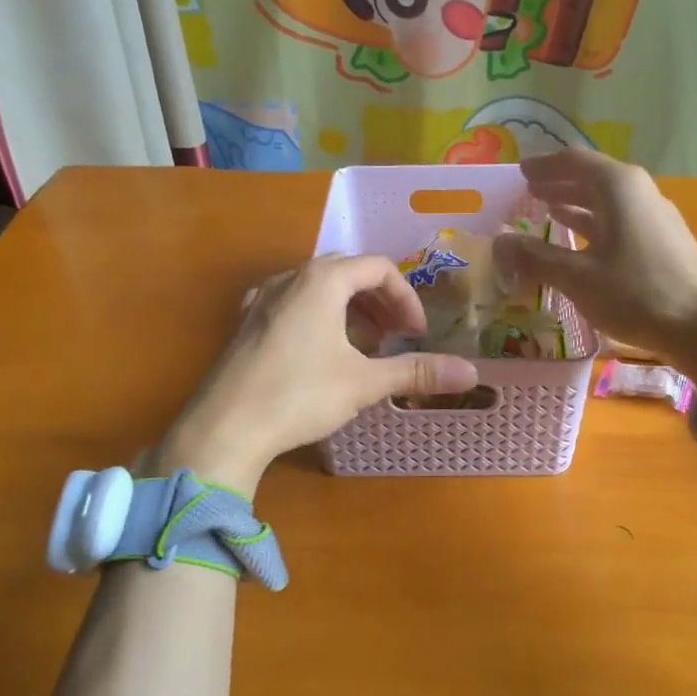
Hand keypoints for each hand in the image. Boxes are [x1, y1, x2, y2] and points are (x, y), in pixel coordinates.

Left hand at [149, 257, 479, 494]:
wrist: (224, 427)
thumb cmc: (300, 395)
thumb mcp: (365, 382)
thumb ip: (417, 371)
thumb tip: (472, 374)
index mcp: (323, 279)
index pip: (379, 268)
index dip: (406, 298)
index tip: (417, 334)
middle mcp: (291, 277)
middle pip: (348, 272)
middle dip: (380, 302)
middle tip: (397, 337)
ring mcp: (263, 298)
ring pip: (318, 288)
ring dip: (350, 310)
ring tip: (364, 346)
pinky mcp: (246, 322)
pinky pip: (293, 304)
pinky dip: (319, 317)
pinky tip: (321, 352)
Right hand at [494, 150, 696, 383]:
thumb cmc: (637, 294)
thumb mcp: (578, 277)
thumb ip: (536, 258)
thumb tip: (499, 243)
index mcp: (618, 187)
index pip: (573, 161)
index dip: (543, 166)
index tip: (520, 170)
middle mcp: (638, 192)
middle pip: (591, 177)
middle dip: (558, 183)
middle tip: (528, 191)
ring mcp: (653, 217)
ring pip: (606, 201)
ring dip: (575, 204)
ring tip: (546, 211)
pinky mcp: (661, 242)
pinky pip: (618, 221)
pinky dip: (593, 225)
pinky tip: (579, 241)